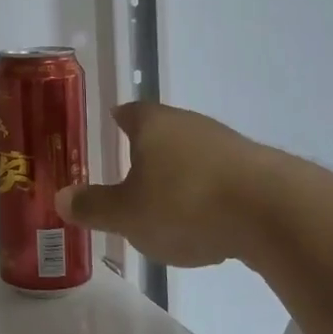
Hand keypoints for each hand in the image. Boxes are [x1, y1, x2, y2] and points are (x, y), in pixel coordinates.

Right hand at [56, 102, 256, 267]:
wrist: (272, 212)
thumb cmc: (184, 203)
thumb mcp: (127, 214)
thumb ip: (93, 206)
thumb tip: (60, 197)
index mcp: (153, 124)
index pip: (130, 112)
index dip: (119, 118)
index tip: (112, 123)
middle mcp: (190, 124)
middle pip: (163, 130)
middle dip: (148, 149)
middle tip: (131, 170)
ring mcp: (228, 145)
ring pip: (194, 153)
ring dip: (181, 173)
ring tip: (167, 202)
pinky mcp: (258, 171)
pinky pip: (221, 177)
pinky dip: (209, 193)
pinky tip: (207, 221)